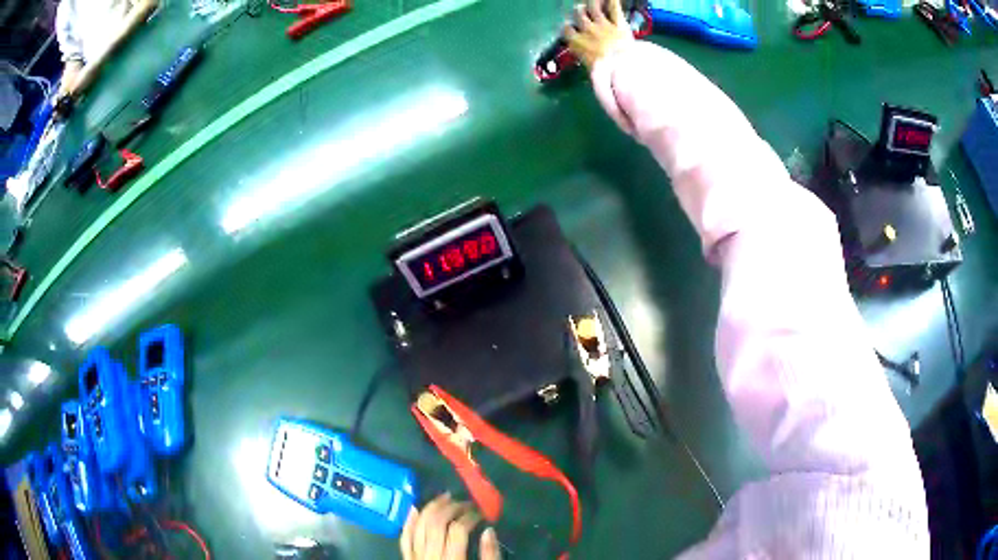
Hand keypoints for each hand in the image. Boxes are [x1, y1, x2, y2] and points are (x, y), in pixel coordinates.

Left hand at [400, 494, 500, 559]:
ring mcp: (415, 558)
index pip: (458, 530)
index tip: (481, 513)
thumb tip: (489, 530)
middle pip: (436, 524)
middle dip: (451, 508)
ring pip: (418, 527)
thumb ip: (490, 555)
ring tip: (444, 498)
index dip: (470, 516)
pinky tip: (415, 509)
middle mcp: (430, 558)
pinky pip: (404, 539)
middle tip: (465, 503)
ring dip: (430, 509)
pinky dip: (409, 523)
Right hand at [564, 0, 633, 69]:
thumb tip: (586, 59)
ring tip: (594, 2)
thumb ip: (585, 58)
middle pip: (578, 15)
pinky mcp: (618, 23)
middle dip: (579, 12)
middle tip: (581, 10)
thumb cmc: (604, 73)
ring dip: (592, 4)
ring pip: (593, 7)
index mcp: (576, 42)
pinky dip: (613, 2)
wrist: (622, 68)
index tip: (570, 29)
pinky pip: (614, 8)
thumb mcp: (589, 67)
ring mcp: (602, 24)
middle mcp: (587, 29)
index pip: (566, 30)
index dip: (568, 28)